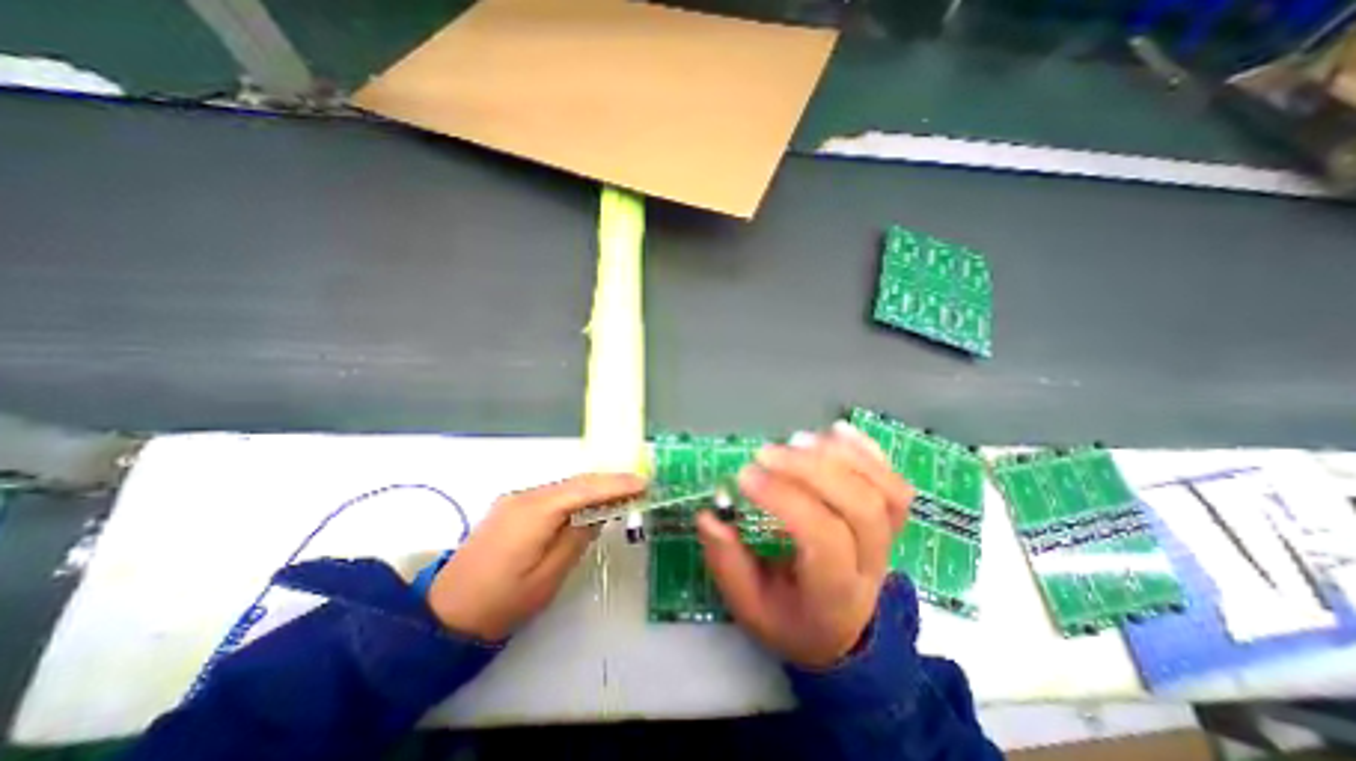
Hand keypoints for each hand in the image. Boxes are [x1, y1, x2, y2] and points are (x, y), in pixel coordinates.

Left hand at [431, 475, 647, 643]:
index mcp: (534, 511)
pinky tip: (589, 505)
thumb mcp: (548, 577)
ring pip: (565, 486)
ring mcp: (516, 499)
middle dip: (609, 483)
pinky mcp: (512, 507)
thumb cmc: (501, 603)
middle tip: (639, 487)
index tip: (644, 483)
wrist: (443, 615)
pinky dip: (576, 497)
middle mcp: (525, 495)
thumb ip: (577, 538)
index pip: (584, 489)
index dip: (617, 484)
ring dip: (594, 489)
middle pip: (576, 482)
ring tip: (622, 495)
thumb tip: (598, 515)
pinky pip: (553, 495)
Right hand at [698, 426, 910, 667]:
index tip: (744, 475)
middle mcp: (870, 565)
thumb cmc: (788, 616)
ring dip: (840, 455)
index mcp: (834, 594)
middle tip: (767, 452)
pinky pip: (894, 481)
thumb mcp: (748, 606)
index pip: (823, 538)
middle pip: (860, 506)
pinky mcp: (890, 520)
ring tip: (796, 439)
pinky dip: (867, 450)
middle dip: (810, 470)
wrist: (838, 631)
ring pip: (885, 490)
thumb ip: (727, 563)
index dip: (784, 498)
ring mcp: (888, 540)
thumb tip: (709, 515)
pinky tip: (835, 430)